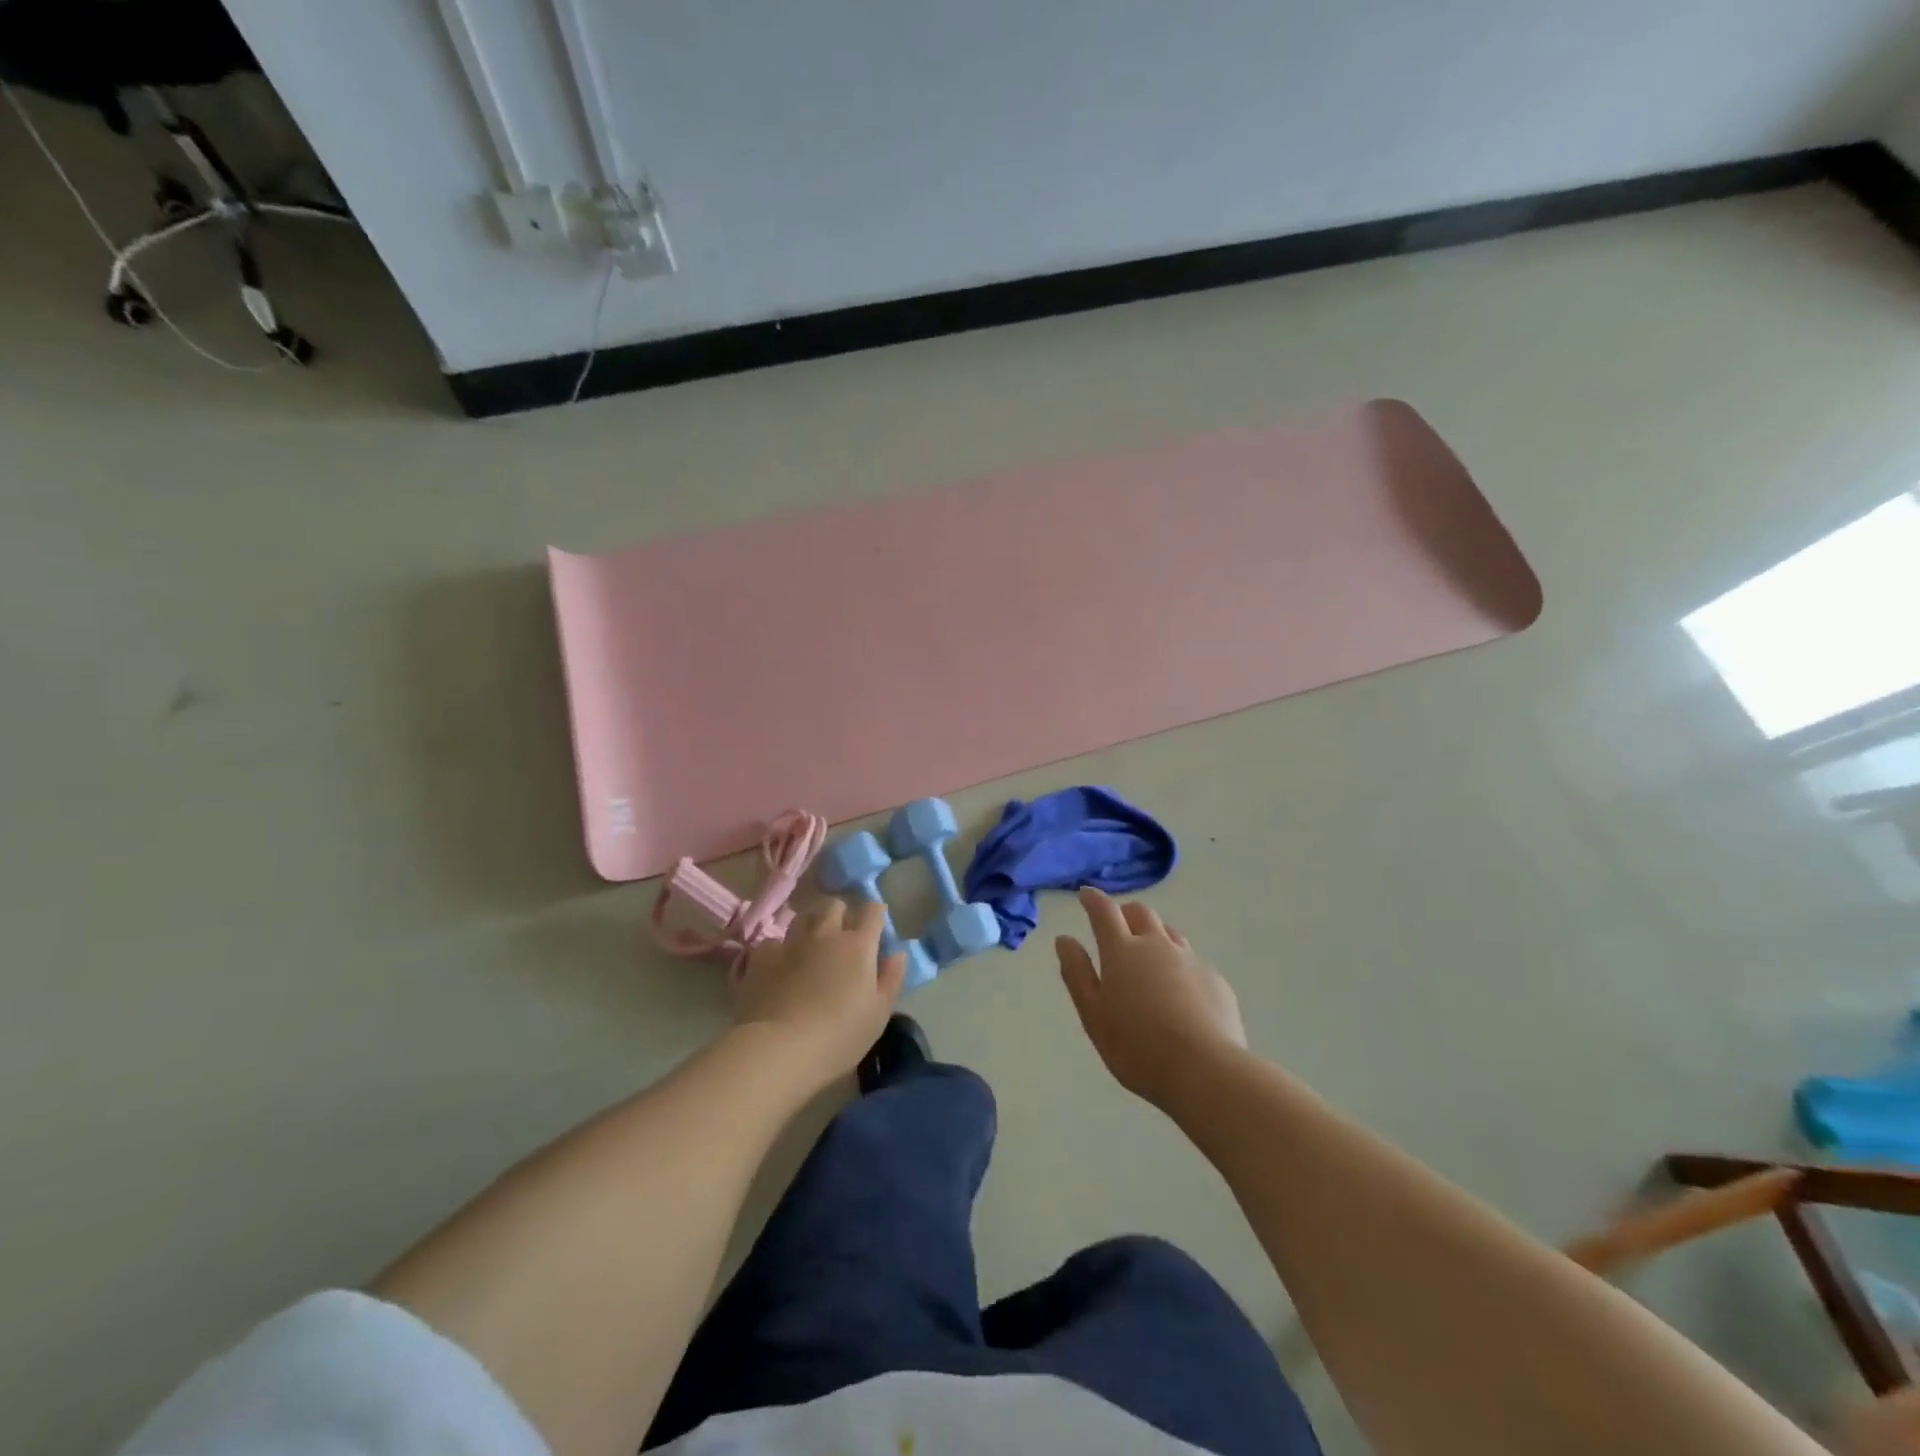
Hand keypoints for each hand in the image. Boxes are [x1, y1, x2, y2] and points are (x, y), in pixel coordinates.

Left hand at [733, 898, 905, 1087]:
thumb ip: (891, 979)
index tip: (876, 929)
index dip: (876, 915)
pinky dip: (780, 950)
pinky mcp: (761, 957)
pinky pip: (773, 942)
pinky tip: (779, 967)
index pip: (872, 911)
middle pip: (834, 905)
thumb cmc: (839, 1036)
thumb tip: (897, 953)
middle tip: (843, 937)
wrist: (778, 1049)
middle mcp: (825, 934)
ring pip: (803, 917)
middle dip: (841, 914)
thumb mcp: (878, 1014)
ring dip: (811, 926)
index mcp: (858, 945)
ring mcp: (791, 942)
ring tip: (811, 946)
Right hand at [1056, 887, 1246, 1109]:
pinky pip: (1193, 962)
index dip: (1093, 899)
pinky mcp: (1216, 981)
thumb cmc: (1137, 1046)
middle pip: (1141, 913)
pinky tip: (1180, 994)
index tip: (1085, 894)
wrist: (1206, 1070)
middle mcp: (1157, 945)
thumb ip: (1077, 974)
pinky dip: (1179, 966)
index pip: (1104, 912)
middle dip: (1125, 913)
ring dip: (1155, 935)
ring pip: (1170, 933)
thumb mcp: (1093, 1015)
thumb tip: (1065, 939)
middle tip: (1117, 926)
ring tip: (1148, 957)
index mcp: (1122, 951)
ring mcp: (1191, 960)